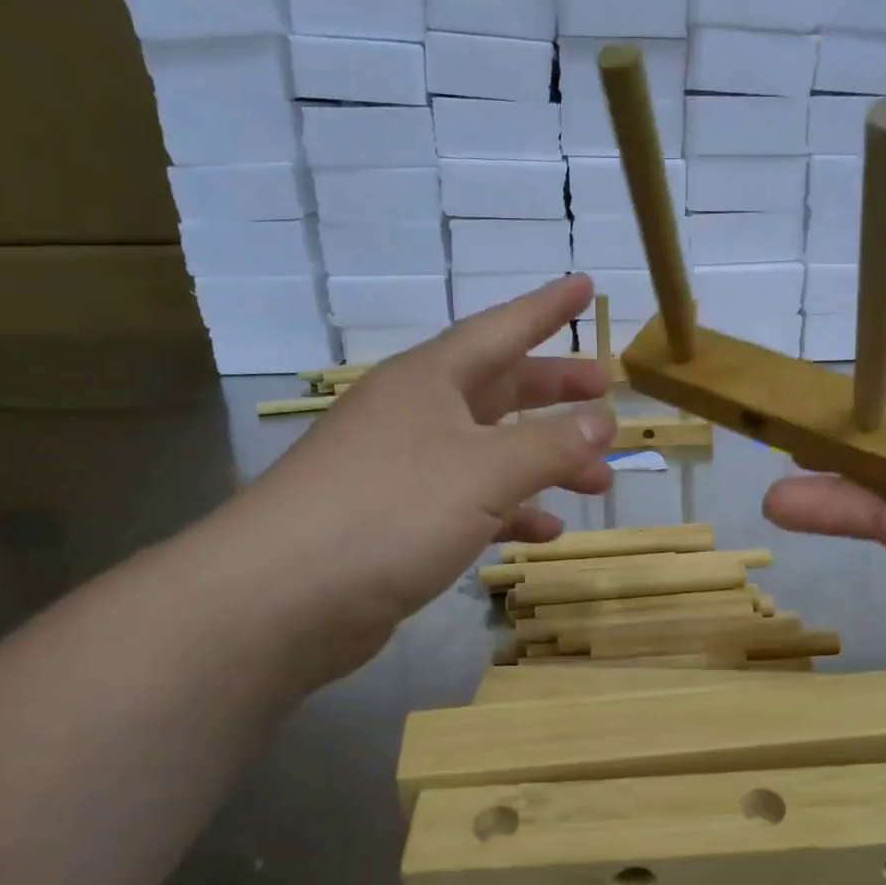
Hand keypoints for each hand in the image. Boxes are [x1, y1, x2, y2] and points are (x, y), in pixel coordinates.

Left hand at [204, 275, 613, 685]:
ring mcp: (403, 470)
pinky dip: (510, 512)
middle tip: (604, 394)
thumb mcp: (484, 472)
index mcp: (429, 381)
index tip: (586, 286)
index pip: (500, 329)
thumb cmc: (390, 510)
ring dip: (544, 462)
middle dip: (554, 392)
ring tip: (598, 480)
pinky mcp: (398, 523)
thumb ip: (550, 445)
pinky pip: (470, 504)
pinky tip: (544, 532)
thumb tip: (603, 421)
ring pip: (490, 452)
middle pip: (498, 390)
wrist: (281, 598)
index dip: (547, 308)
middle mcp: (414, 415)